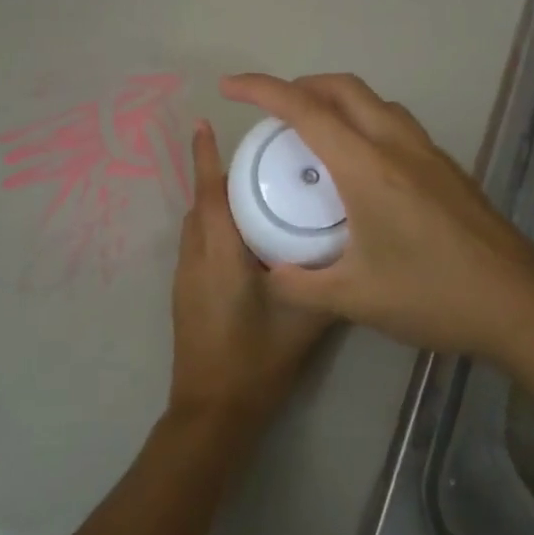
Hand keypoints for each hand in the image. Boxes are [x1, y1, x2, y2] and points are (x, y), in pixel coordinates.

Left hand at [168, 119, 335, 433]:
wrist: (213, 411)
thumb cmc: (256, 361)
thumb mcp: (304, 320)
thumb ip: (326, 282)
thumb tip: (349, 251)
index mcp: (219, 255)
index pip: (209, 194)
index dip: (205, 157)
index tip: (204, 123)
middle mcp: (194, 258)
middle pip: (201, 204)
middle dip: (220, 177)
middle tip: (258, 161)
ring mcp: (185, 277)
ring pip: (196, 225)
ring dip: (216, 204)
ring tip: (256, 195)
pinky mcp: (184, 294)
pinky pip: (197, 245)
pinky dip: (215, 229)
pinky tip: (246, 242)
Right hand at [218, 73, 533, 365]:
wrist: (521, 305)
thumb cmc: (434, 296)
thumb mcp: (354, 298)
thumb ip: (300, 284)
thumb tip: (269, 273)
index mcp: (368, 168)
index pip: (305, 111)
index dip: (262, 90)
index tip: (230, 87)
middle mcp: (399, 146)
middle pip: (344, 88)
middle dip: (300, 86)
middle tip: (272, 113)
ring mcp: (430, 154)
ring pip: (375, 102)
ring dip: (337, 101)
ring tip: (313, 133)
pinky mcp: (449, 170)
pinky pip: (396, 124)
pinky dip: (364, 122)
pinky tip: (360, 167)